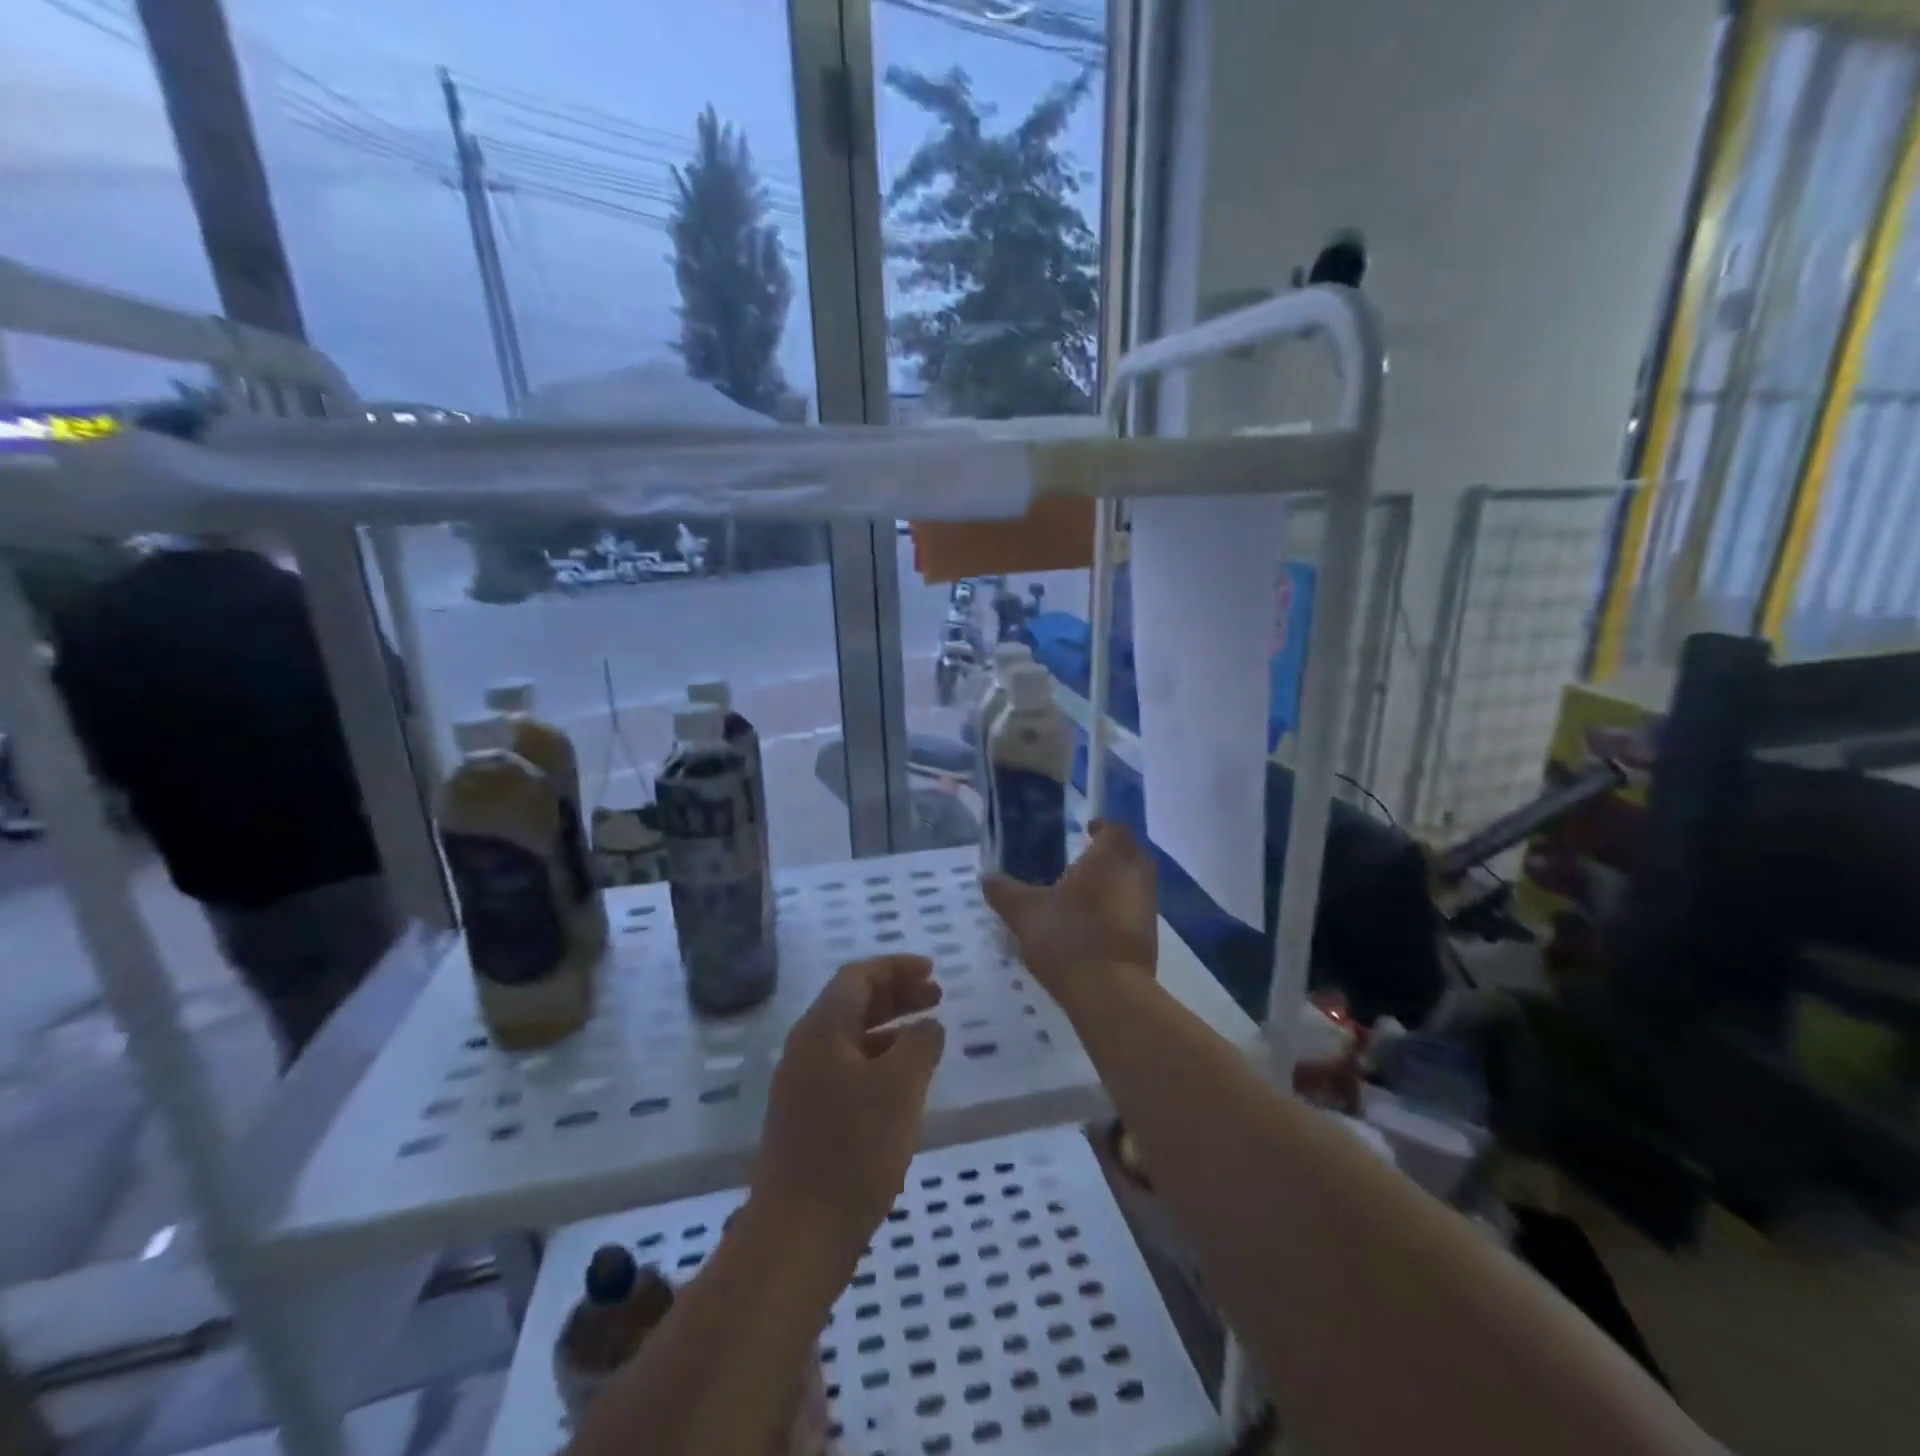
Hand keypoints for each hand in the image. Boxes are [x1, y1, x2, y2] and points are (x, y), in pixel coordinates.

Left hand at [751, 955, 945, 1262]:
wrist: (796, 1236)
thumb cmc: (853, 1151)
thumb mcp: (900, 1087)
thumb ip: (920, 1044)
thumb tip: (927, 1026)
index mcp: (821, 1029)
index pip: (858, 976)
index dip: (896, 968)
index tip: (933, 971)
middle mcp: (806, 1049)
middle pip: (853, 1003)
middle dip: (896, 994)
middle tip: (937, 997)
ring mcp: (802, 1086)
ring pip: (851, 1038)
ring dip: (890, 1028)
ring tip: (928, 1035)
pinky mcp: (807, 1120)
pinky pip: (847, 1069)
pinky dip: (879, 1061)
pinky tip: (904, 1084)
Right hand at [982, 819, 1157, 1006]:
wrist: (1109, 992)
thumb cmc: (1068, 937)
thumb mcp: (1025, 913)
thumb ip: (1004, 892)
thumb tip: (986, 877)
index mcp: (1109, 858)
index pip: (1114, 828)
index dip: (1101, 827)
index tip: (1086, 831)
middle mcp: (1135, 875)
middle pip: (1131, 853)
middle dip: (1112, 853)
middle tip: (1085, 859)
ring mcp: (1147, 907)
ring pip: (1136, 882)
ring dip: (1117, 882)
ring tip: (1086, 893)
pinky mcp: (1150, 937)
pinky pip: (1135, 910)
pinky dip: (1120, 909)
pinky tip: (1095, 924)